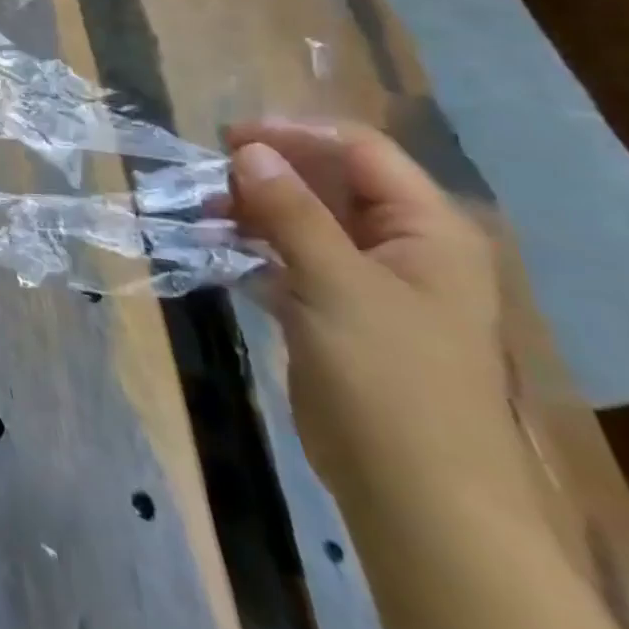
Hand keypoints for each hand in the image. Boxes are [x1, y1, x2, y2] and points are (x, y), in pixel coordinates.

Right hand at [225, 120, 530, 514]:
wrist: (414, 493)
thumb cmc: (389, 377)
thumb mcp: (336, 282)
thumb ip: (290, 210)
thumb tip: (248, 150)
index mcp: (427, 230)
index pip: (360, 151)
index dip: (296, 135)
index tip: (228, 138)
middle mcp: (402, 246)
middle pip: (329, 182)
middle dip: (267, 172)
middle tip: (207, 176)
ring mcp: (368, 281)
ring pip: (304, 220)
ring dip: (253, 209)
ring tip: (201, 213)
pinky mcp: (335, 312)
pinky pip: (290, 258)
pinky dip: (253, 247)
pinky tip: (214, 246)